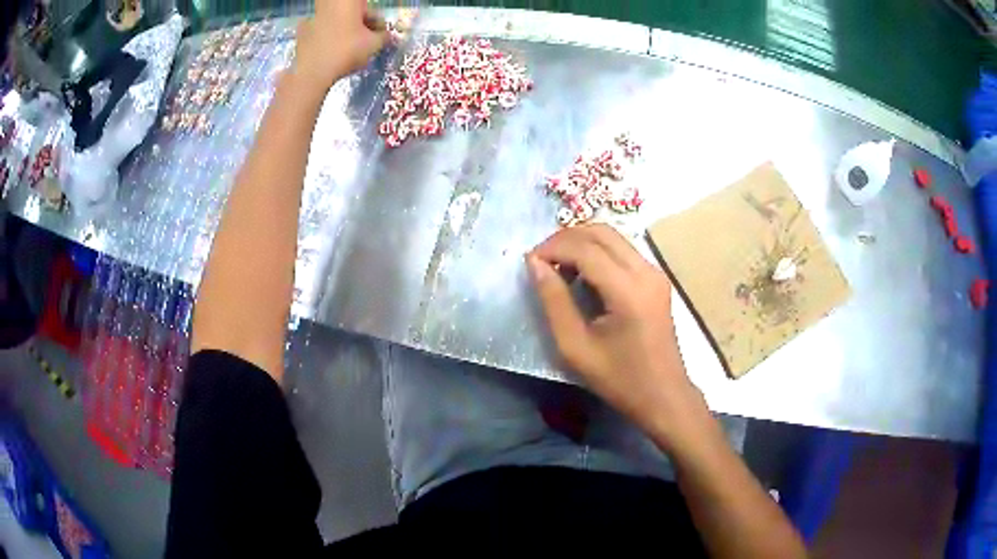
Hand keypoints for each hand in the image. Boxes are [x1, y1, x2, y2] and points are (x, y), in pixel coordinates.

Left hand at [290, 0, 387, 93]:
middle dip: (361, 23)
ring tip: (349, 47)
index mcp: (348, 2)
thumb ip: (384, 36)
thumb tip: (387, 35)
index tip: (379, 33)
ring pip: (335, 19)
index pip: (369, 7)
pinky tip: (331, 50)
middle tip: (366, 40)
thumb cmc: (346, 52)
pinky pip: (320, 29)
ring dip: (345, 29)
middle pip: (351, 11)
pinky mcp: (302, 31)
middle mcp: (330, 5)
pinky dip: (327, 36)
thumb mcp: (374, 45)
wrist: (312, 73)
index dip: (376, 20)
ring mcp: (313, 17)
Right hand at [527, 224, 706, 442]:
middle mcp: (646, 271)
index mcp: (628, 290)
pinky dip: (597, 252)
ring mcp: (655, 272)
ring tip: (557, 266)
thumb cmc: (619, 379)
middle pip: (601, 232)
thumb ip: (553, 301)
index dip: (552, 248)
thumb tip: (535, 263)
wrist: (663, 395)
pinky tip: (582, 274)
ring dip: (581, 243)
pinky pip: (622, 250)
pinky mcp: (656, 279)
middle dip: (565, 238)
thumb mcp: (575, 346)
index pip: (585, 248)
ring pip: (613, 237)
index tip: (529, 262)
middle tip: (541, 260)